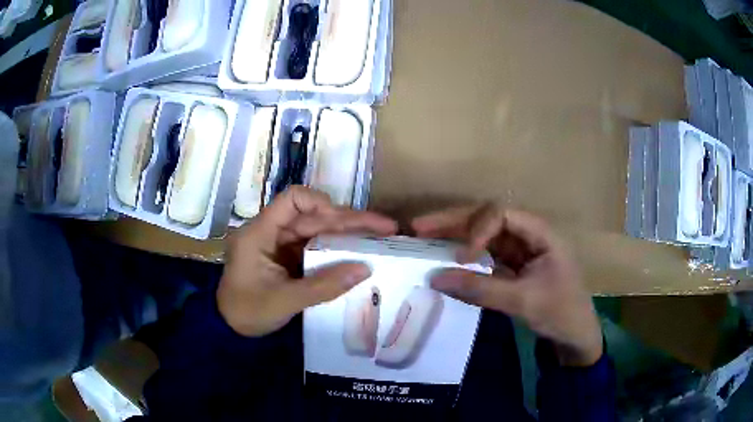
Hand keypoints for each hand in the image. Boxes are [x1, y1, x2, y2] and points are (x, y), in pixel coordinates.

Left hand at [218, 186, 397, 336]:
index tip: (345, 221)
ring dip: (348, 233)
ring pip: (318, 230)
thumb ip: (323, 286)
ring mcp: (281, 244)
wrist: (230, 328)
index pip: (292, 200)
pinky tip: (360, 252)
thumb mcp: (284, 301)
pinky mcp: (289, 257)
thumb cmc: (248, 312)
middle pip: (313, 215)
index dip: (320, 203)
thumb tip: (365, 269)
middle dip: (349, 220)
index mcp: (260, 233)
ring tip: (381, 236)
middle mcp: (272, 231)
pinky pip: (316, 246)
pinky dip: (338, 249)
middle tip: (385, 227)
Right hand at [412, 204, 602, 365]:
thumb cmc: (560, 312)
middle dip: (454, 221)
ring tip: (423, 236)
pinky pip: (485, 255)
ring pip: (483, 235)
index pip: (502, 215)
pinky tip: (445, 259)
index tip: (462, 257)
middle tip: (419, 226)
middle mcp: (528, 234)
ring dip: (455, 235)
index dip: (478, 229)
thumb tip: (435, 277)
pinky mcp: (512, 266)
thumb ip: (480, 289)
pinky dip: (465, 257)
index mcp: (540, 232)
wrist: (574, 334)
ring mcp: (519, 250)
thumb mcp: (522, 301)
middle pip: (487, 218)